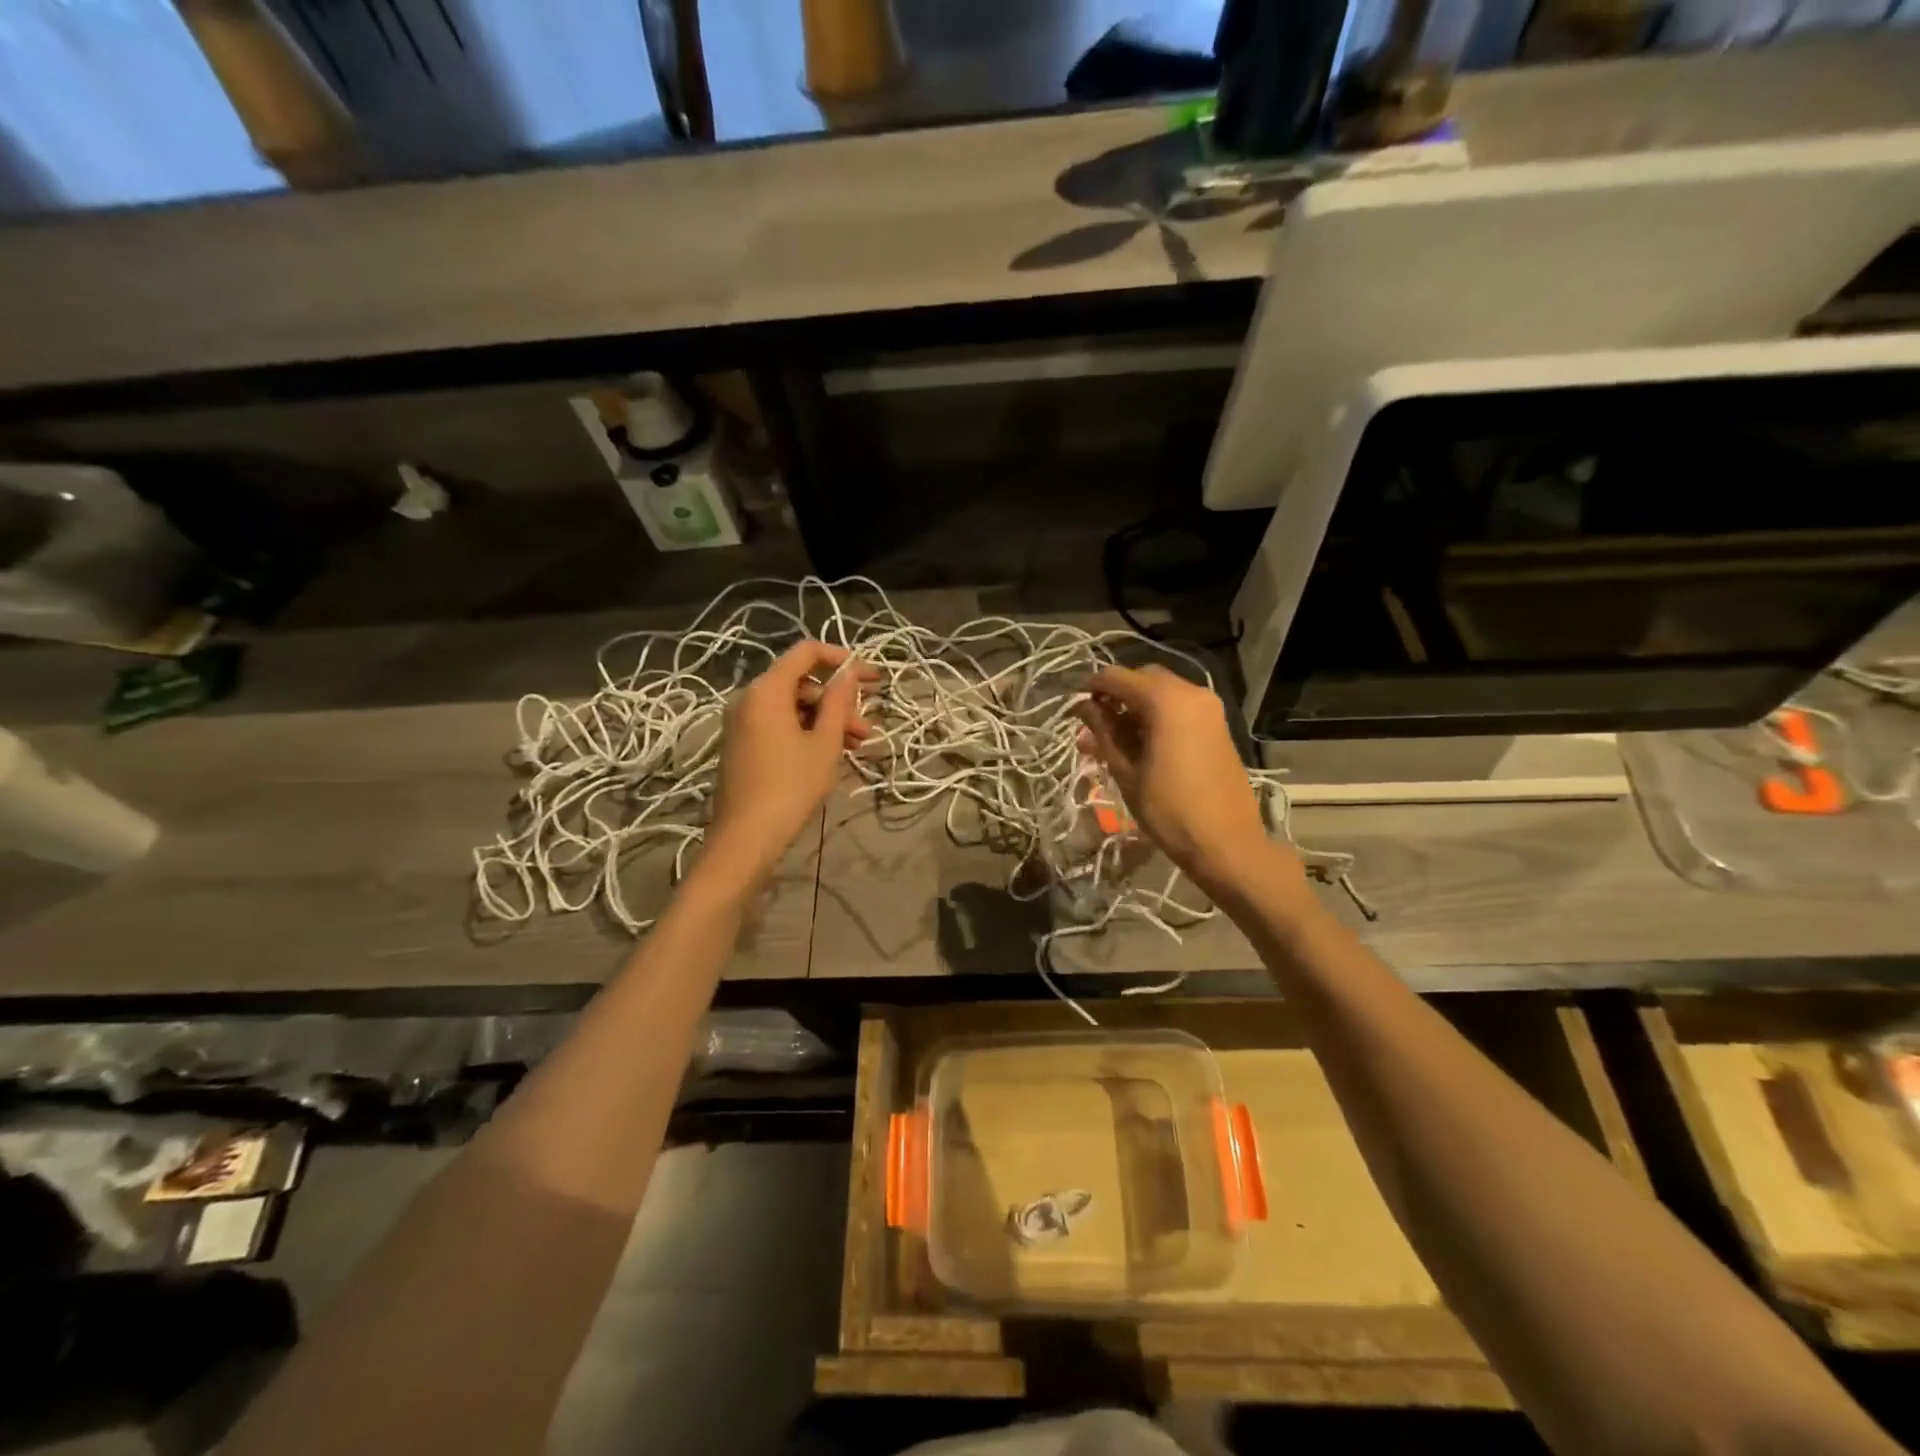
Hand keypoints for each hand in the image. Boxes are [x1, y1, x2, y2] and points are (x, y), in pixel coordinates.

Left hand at [707, 641, 874, 885]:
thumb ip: (838, 702)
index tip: (869, 677)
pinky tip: (832, 754)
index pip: (806, 653)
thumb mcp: (825, 743)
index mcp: (767, 690)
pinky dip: (807, 732)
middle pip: (801, 683)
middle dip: (838, 701)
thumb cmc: (791, 786)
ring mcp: (742, 723)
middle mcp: (749, 698)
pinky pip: (779, 724)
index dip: (841, 658)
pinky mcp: (743, 744)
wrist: (746, 837)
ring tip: (857, 745)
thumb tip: (849, 672)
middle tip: (866, 726)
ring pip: (793, 707)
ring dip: (826, 720)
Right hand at [1074, 665, 1299, 896]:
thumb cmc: (1168, 808)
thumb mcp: (1126, 770)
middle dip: (1116, 696)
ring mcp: (1209, 709)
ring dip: (1135, 708)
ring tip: (1111, 740)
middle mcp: (1191, 693)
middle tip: (1094, 724)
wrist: (1226, 842)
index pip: (1117, 677)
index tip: (1073, 707)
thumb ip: (1103, 731)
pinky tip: (1140, 744)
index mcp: (1166, 700)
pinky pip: (1180, 708)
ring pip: (1162, 694)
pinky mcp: (1217, 726)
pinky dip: (1157, 717)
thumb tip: (1083, 706)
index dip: (1092, 687)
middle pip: (1143, 679)